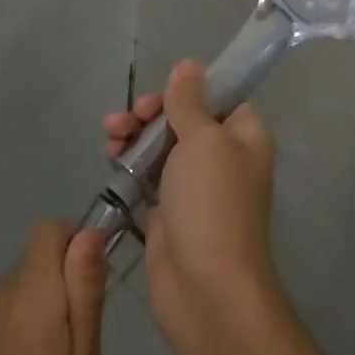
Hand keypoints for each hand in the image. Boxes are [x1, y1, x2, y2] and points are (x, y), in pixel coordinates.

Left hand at [0, 221, 107, 354]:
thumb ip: (85, 296)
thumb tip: (89, 233)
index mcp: (27, 300)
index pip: (47, 231)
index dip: (75, 243)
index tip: (92, 285)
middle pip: (35, 260)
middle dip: (62, 284)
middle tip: (80, 345)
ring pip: (19, 288)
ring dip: (41, 309)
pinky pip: (1, 314)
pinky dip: (20, 329)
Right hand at [103, 60, 278, 354]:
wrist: (205, 289)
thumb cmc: (212, 203)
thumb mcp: (203, 140)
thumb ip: (190, 102)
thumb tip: (189, 65)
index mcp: (244, 138)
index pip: (219, 100)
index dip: (188, 92)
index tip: (161, 95)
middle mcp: (223, 160)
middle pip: (183, 120)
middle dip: (151, 114)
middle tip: (129, 119)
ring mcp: (194, 188)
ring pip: (160, 147)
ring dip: (134, 135)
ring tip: (111, 138)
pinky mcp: (167, 213)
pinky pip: (146, 176)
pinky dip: (129, 164)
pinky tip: (111, 159)